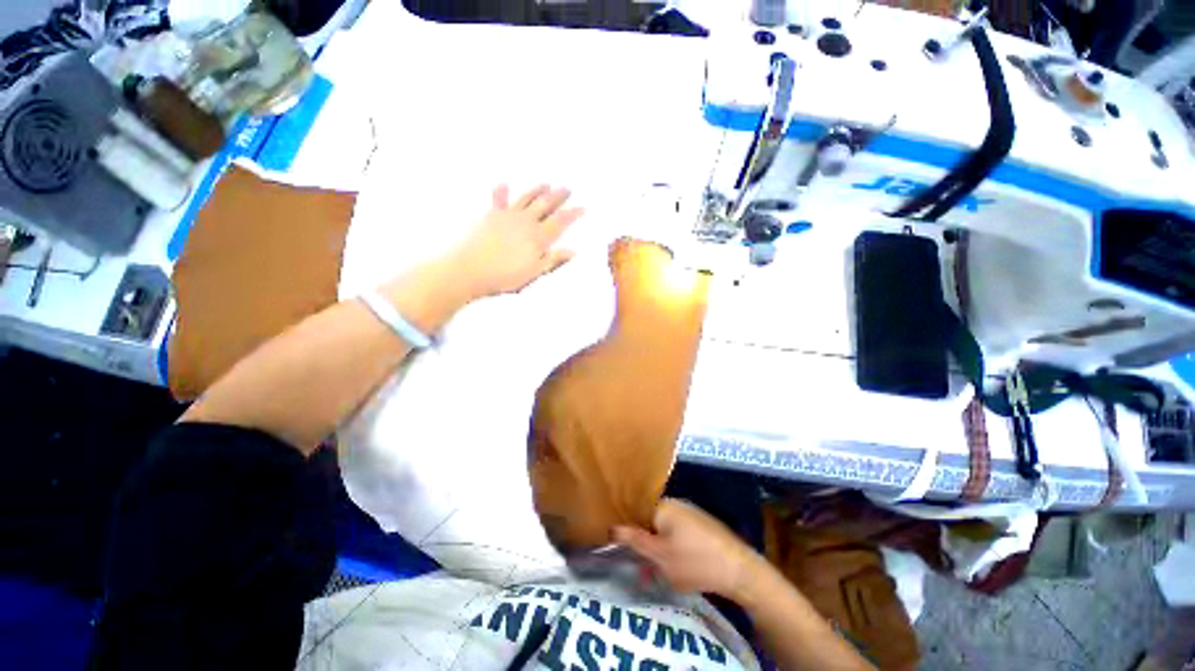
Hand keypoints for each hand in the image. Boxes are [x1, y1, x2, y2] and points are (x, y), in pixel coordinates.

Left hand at [447, 184, 583, 298]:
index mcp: (538, 237)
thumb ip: (553, 260)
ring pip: (526, 199)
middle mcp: (525, 222)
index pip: (560, 221)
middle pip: (545, 205)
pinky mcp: (491, 216)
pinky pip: (498, 200)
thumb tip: (572, 251)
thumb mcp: (534, 272)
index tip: (583, 207)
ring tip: (546, 183)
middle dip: (558, 196)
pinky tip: (504, 183)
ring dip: (537, 190)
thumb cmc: (505, 276)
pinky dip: (501, 192)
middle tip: (567, 188)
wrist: (471, 270)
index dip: (573, 213)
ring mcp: (507, 216)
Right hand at [614, 498, 762, 599]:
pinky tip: (677, 569)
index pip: (637, 512)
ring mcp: (691, 514)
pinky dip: (673, 549)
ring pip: (665, 530)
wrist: (739, 570)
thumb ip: (635, 541)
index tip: (621, 548)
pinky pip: (679, 534)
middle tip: (641, 567)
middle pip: (651, 521)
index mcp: (664, 506)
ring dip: (658, 549)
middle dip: (644, 544)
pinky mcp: (702, 526)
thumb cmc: (695, 561)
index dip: (628, 530)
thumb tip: (612, 527)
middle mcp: (676, 504)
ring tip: (658, 573)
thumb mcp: (660, 556)